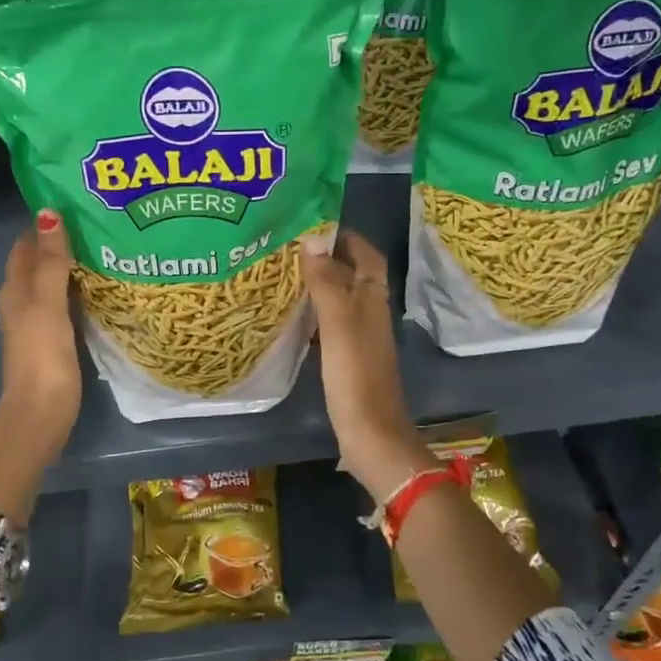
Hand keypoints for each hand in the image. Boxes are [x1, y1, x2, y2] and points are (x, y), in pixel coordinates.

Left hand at [0, 210, 81, 457]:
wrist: (41, 414)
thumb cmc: (43, 356)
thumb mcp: (47, 304)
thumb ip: (50, 262)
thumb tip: (48, 213)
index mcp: (15, 290)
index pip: (25, 246)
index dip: (45, 226)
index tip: (76, 207)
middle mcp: (21, 303)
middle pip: (37, 264)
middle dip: (61, 244)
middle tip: (98, 226)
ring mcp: (36, 324)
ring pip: (51, 285)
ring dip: (71, 269)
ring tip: (105, 252)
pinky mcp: (52, 342)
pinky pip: (64, 306)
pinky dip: (77, 293)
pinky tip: (100, 291)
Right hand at [301, 230, 432, 502]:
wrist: (371, 435)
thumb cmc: (355, 377)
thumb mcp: (339, 325)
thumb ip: (327, 283)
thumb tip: (312, 241)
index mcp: (373, 301)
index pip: (367, 256)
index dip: (347, 237)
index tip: (315, 224)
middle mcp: (371, 314)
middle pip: (354, 275)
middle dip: (329, 257)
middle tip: (291, 247)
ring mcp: (361, 339)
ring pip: (342, 300)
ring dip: (321, 284)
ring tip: (286, 274)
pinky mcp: (349, 361)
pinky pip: (332, 325)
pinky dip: (315, 313)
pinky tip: (293, 317)